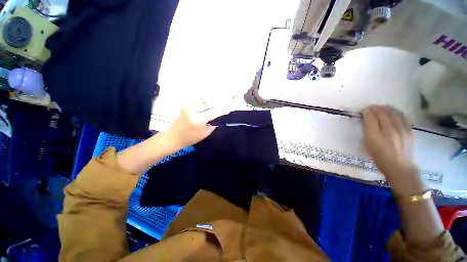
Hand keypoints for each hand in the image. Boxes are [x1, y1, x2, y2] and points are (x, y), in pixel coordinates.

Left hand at [165, 100, 229, 148]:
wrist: (174, 136)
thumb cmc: (191, 137)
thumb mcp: (206, 133)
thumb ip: (213, 123)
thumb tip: (220, 115)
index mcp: (198, 120)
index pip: (214, 112)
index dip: (222, 110)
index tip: (229, 108)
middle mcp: (193, 110)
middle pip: (209, 103)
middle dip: (216, 104)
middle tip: (222, 106)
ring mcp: (188, 106)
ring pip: (203, 101)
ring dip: (210, 103)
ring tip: (214, 107)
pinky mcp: (185, 104)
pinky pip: (198, 101)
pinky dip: (204, 103)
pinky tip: (206, 107)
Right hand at [361, 105, 424, 193]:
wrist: (400, 167)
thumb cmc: (380, 157)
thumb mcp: (368, 145)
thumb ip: (367, 130)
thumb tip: (366, 118)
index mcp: (377, 135)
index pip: (371, 117)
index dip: (366, 111)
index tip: (362, 109)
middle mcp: (390, 130)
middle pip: (383, 113)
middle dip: (376, 108)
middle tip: (370, 107)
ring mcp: (402, 130)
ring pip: (394, 112)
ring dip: (386, 108)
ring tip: (381, 107)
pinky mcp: (409, 131)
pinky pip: (403, 116)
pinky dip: (396, 111)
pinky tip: (393, 112)